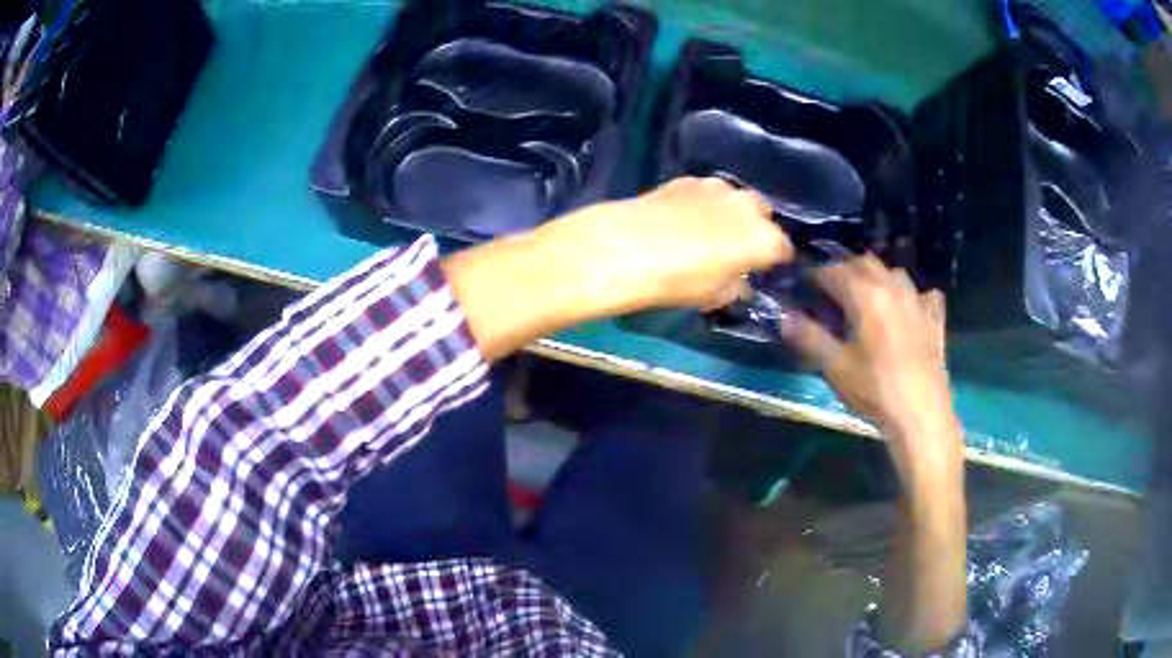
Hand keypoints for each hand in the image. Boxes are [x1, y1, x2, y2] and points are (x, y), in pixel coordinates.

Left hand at [542, 177, 793, 311]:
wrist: (630, 247)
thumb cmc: (681, 281)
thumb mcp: (717, 297)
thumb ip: (737, 286)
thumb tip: (740, 279)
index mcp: (765, 238)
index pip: (783, 249)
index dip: (776, 260)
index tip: (765, 268)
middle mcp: (748, 205)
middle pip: (764, 216)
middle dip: (757, 229)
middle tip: (739, 248)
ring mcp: (718, 186)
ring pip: (736, 199)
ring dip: (731, 213)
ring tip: (711, 230)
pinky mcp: (688, 179)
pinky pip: (707, 193)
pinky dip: (704, 203)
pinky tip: (685, 217)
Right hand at [780, 255, 960, 483]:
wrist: (920, 414)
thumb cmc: (874, 390)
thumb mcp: (835, 366)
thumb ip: (809, 336)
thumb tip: (785, 316)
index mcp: (865, 294)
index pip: (832, 271)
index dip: (814, 276)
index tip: (803, 287)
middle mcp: (892, 287)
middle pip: (864, 263)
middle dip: (845, 270)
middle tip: (831, 292)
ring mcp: (917, 301)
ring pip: (894, 273)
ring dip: (877, 278)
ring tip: (867, 298)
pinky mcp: (935, 320)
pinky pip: (925, 295)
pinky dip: (913, 296)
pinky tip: (908, 311)